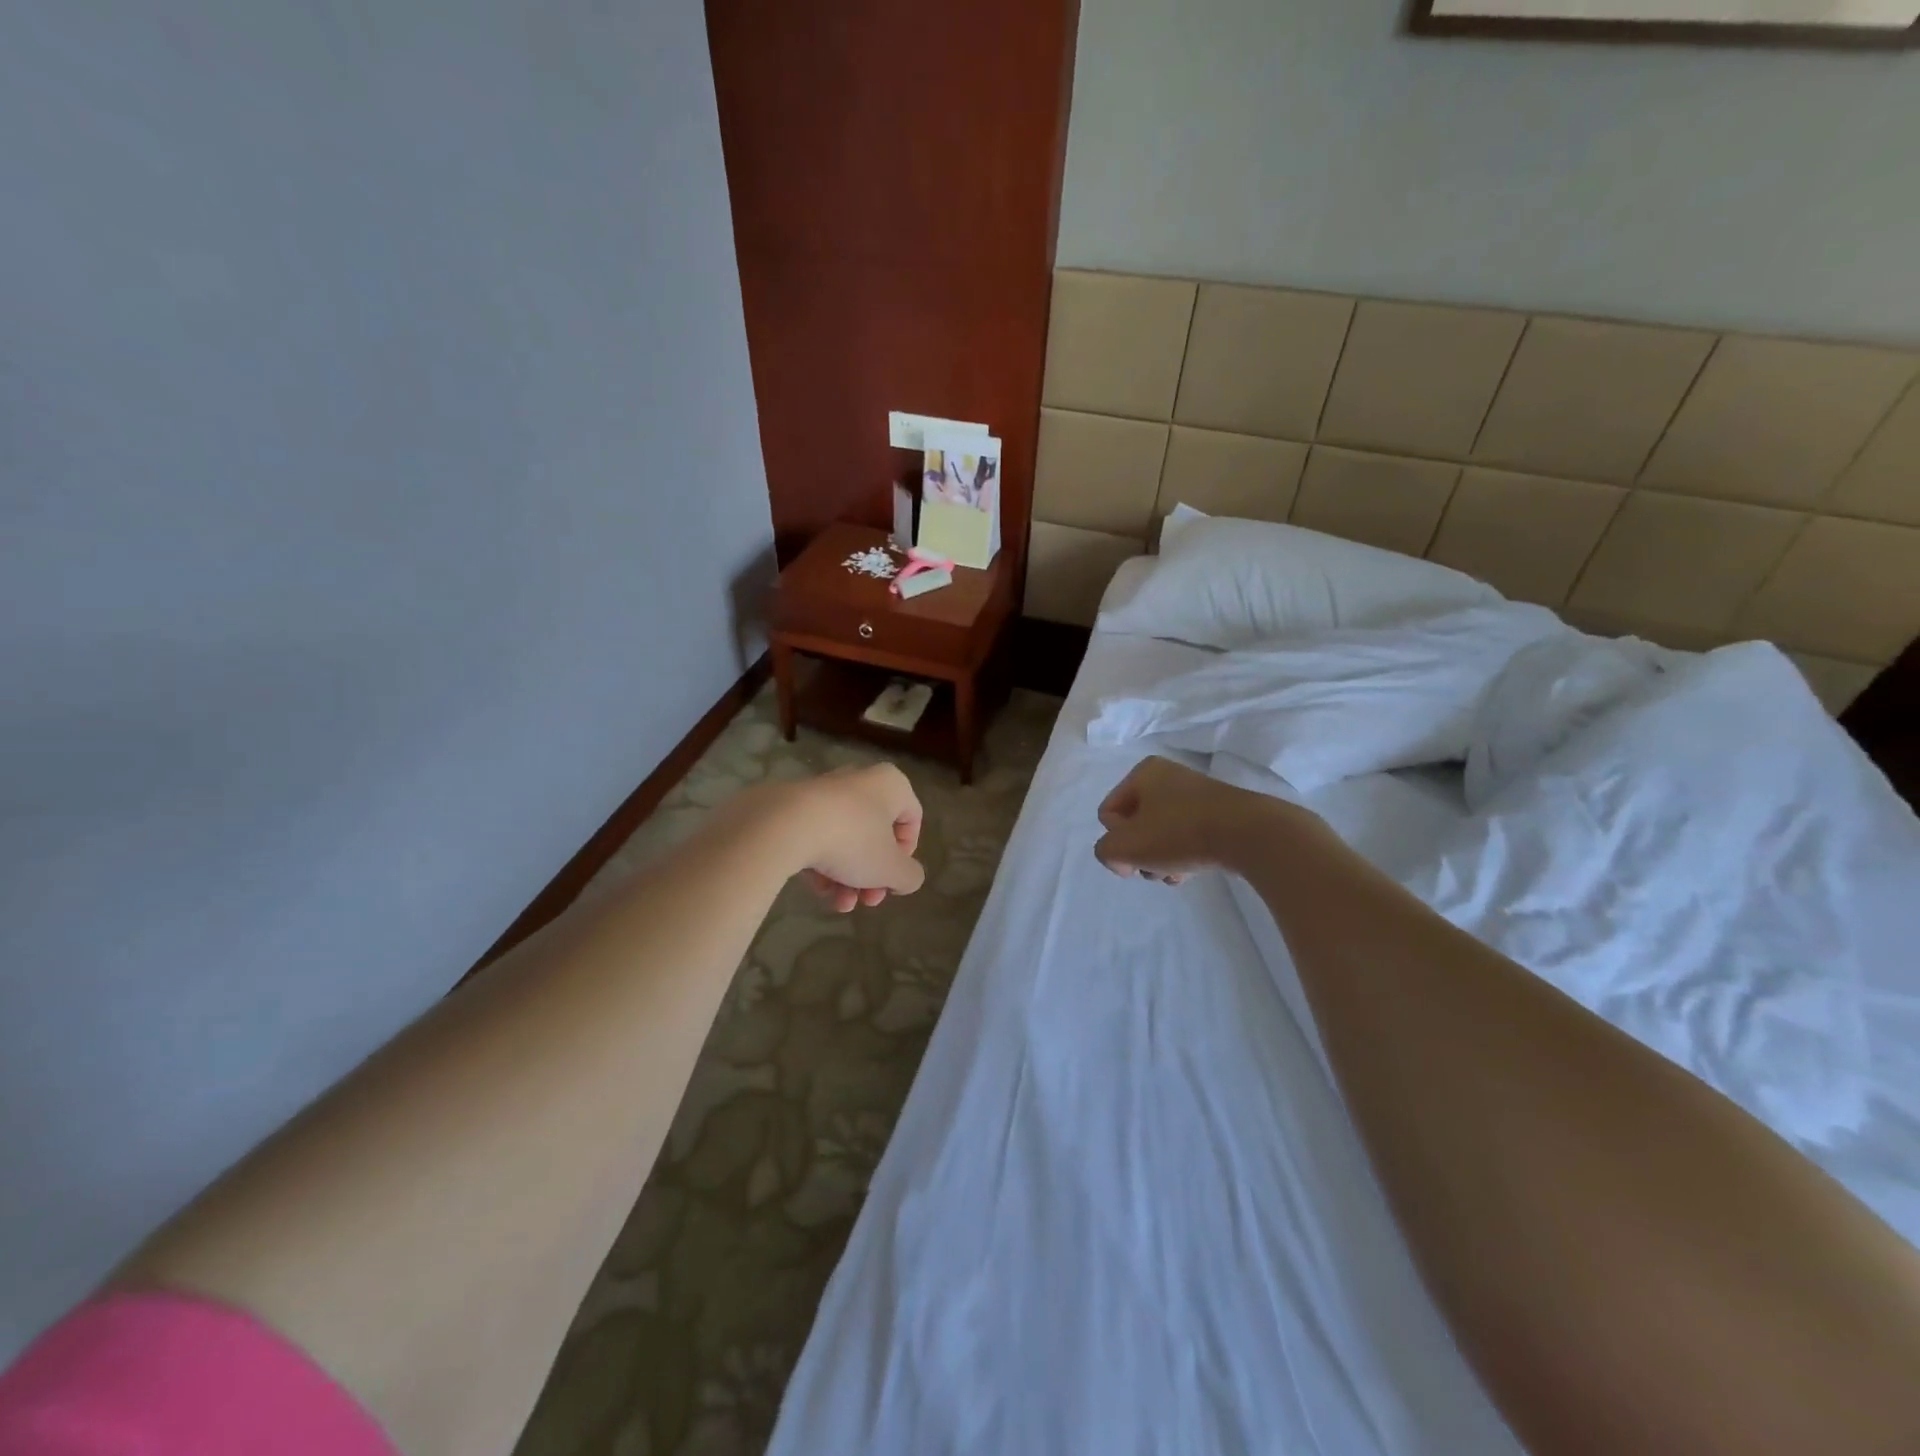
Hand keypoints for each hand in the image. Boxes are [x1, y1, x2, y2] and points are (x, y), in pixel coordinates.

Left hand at [780, 764, 925, 912]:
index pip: (912, 819)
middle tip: (866, 900)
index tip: (892, 878)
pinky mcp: (794, 806)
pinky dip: (822, 864)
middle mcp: (860, 781)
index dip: (907, 855)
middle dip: (873, 875)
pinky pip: (818, 837)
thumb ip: (909, 876)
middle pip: (875, 835)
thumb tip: (906, 877)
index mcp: (890, 785)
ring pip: (846, 839)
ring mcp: (824, 792)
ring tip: (838, 904)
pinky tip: (818, 889)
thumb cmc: (852, 840)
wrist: (784, 825)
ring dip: (848, 877)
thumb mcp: (891, 868)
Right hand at [1095, 756, 1315, 884]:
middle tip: (1154, 867)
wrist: (1249, 834)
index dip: (1116, 840)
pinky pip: (1186, 838)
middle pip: (1135, 825)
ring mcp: (1196, 796)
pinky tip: (1192, 871)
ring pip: (1160, 835)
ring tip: (1175, 873)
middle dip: (1140, 852)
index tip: (1134, 855)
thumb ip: (1106, 852)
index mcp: (1143, 773)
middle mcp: (1168, 777)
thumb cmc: (1179, 833)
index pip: (1108, 813)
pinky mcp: (1218, 814)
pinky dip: (1183, 856)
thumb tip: (1124, 859)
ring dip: (1160, 859)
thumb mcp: (1123, 846)